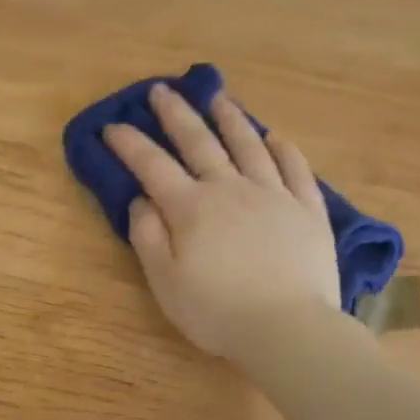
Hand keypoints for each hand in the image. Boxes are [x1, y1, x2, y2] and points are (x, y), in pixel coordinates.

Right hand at [102, 82, 340, 360]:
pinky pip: (295, 168)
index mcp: (191, 208)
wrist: (288, 328)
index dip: (129, 144)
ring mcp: (274, 195)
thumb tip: (140, 199)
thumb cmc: (217, 312)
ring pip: (248, 145)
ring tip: (217, 98)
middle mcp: (230, 189)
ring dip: (230, 118)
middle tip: (161, 90)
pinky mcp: (308, 209)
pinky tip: (275, 136)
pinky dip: (283, 148)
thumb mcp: (165, 282)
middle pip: (200, 142)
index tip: (112, 126)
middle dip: (176, 114)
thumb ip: (148, 237)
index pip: (152, 166)